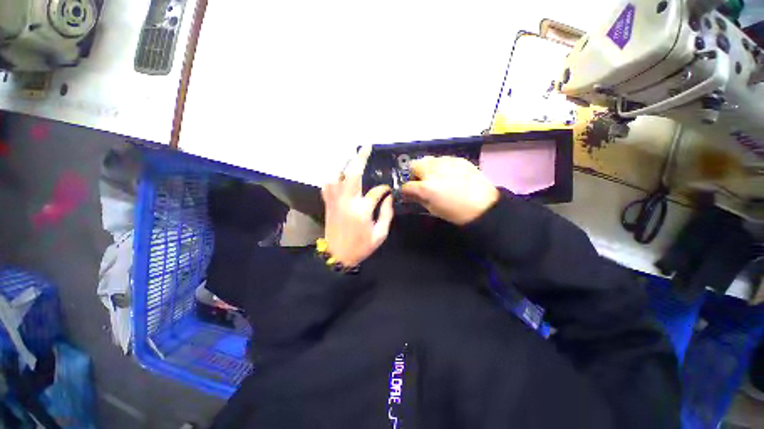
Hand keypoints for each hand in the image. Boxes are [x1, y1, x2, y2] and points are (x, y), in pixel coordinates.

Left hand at [322, 147, 393, 266]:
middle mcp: (347, 201)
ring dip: (344, 164)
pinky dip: (333, 176)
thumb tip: (389, 198)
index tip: (388, 189)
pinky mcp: (328, 203)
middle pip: (352, 174)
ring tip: (352, 158)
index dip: (384, 189)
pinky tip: (339, 174)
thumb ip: (386, 214)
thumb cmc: (360, 247)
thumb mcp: (380, 234)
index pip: (376, 191)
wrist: (337, 256)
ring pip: (336, 176)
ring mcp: (335, 201)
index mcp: (362, 210)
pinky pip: (328, 185)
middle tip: (366, 146)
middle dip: (360, 158)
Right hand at [401, 156, 498, 224]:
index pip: (406, 185)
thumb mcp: (433, 209)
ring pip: (428, 160)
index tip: (409, 193)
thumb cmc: (456, 212)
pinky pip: (443, 159)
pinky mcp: (458, 159)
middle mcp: (433, 170)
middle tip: (423, 183)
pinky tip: (450, 175)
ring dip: (428, 168)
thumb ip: (418, 199)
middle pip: (414, 165)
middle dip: (415, 174)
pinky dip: (442, 166)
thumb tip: (409, 194)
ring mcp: (446, 162)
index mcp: (426, 187)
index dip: (406, 190)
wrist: (484, 205)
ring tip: (438, 178)